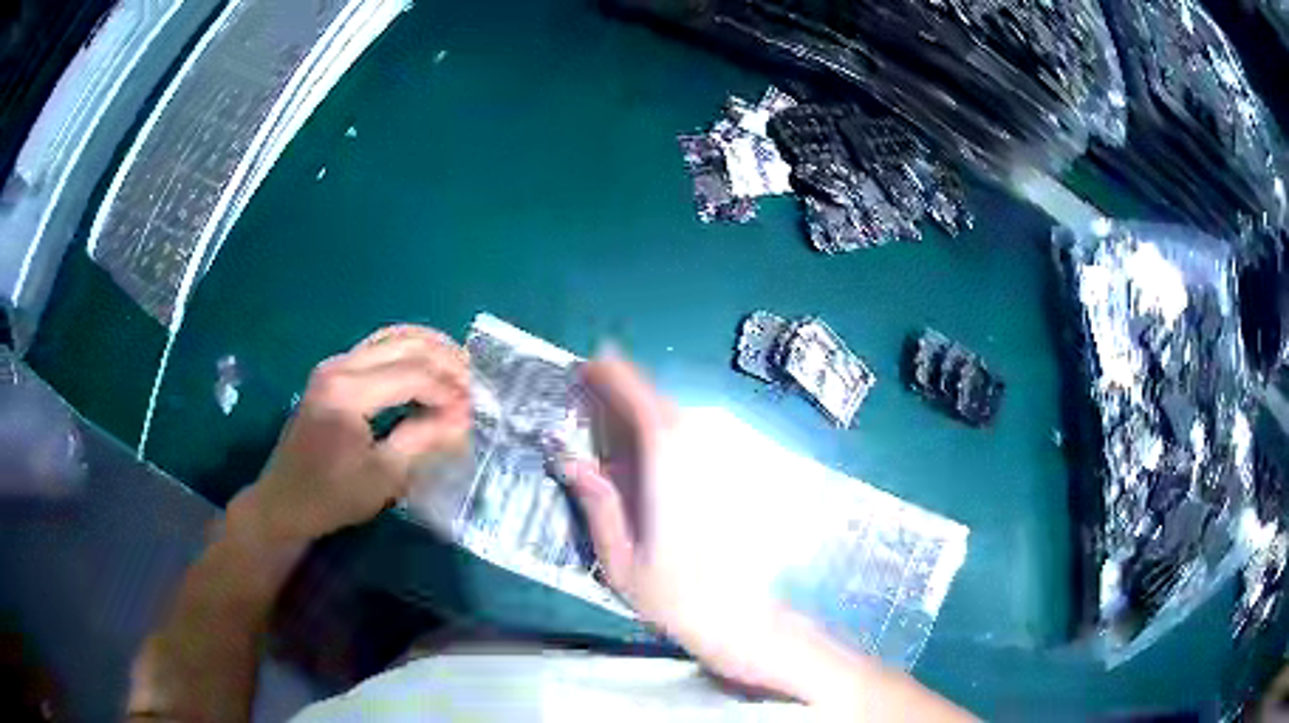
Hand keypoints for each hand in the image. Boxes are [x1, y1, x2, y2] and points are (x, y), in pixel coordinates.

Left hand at [231, 325, 470, 545]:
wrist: (283, 501)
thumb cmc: (331, 497)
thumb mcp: (382, 477)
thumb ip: (422, 439)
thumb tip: (462, 417)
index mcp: (348, 393)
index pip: (411, 374)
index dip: (447, 389)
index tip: (473, 411)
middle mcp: (339, 367)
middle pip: (402, 345)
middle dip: (443, 360)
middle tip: (473, 382)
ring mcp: (333, 366)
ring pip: (390, 338)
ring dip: (427, 348)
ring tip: (459, 365)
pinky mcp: (332, 374)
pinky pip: (377, 348)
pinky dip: (406, 351)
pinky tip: (426, 363)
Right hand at [563, 353, 816, 693]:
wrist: (739, 618)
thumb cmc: (674, 597)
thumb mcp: (620, 561)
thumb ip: (597, 506)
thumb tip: (570, 460)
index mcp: (669, 477)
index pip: (645, 411)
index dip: (619, 380)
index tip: (594, 362)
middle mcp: (699, 461)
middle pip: (663, 408)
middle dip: (628, 388)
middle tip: (593, 383)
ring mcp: (718, 468)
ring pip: (680, 421)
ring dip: (646, 408)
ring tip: (612, 413)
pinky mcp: (729, 479)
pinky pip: (693, 440)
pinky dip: (666, 430)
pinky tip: (647, 448)